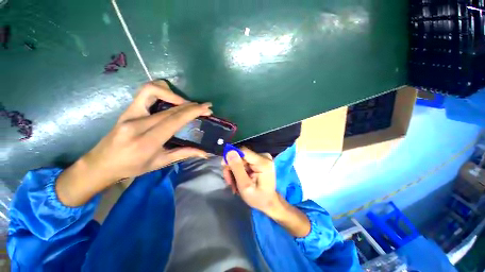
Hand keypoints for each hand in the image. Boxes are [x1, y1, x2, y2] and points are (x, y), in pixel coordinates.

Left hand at [56, 80, 211, 205]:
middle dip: (191, 105)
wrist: (101, 164)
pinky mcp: (127, 109)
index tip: (206, 108)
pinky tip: (170, 99)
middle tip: (204, 107)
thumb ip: (184, 153)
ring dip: (174, 94)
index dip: (192, 112)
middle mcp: (137, 124)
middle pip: (170, 108)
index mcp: (147, 141)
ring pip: (153, 91)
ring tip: (185, 103)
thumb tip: (205, 152)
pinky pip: (145, 92)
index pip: (174, 120)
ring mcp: (130, 113)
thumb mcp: (160, 163)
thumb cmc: (132, 167)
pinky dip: (161, 91)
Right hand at [222, 147, 279, 214]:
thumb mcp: (245, 186)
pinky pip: (245, 161)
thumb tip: (229, 152)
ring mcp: (262, 158)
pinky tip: (239, 179)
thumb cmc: (258, 198)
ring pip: (241, 159)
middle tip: (229, 182)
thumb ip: (237, 168)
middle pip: (241, 156)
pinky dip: (240, 170)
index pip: (243, 151)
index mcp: (263, 162)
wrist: (269, 202)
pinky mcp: (260, 160)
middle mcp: (264, 156)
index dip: (231, 157)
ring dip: (235, 171)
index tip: (224, 167)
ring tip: (234, 184)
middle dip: (232, 168)